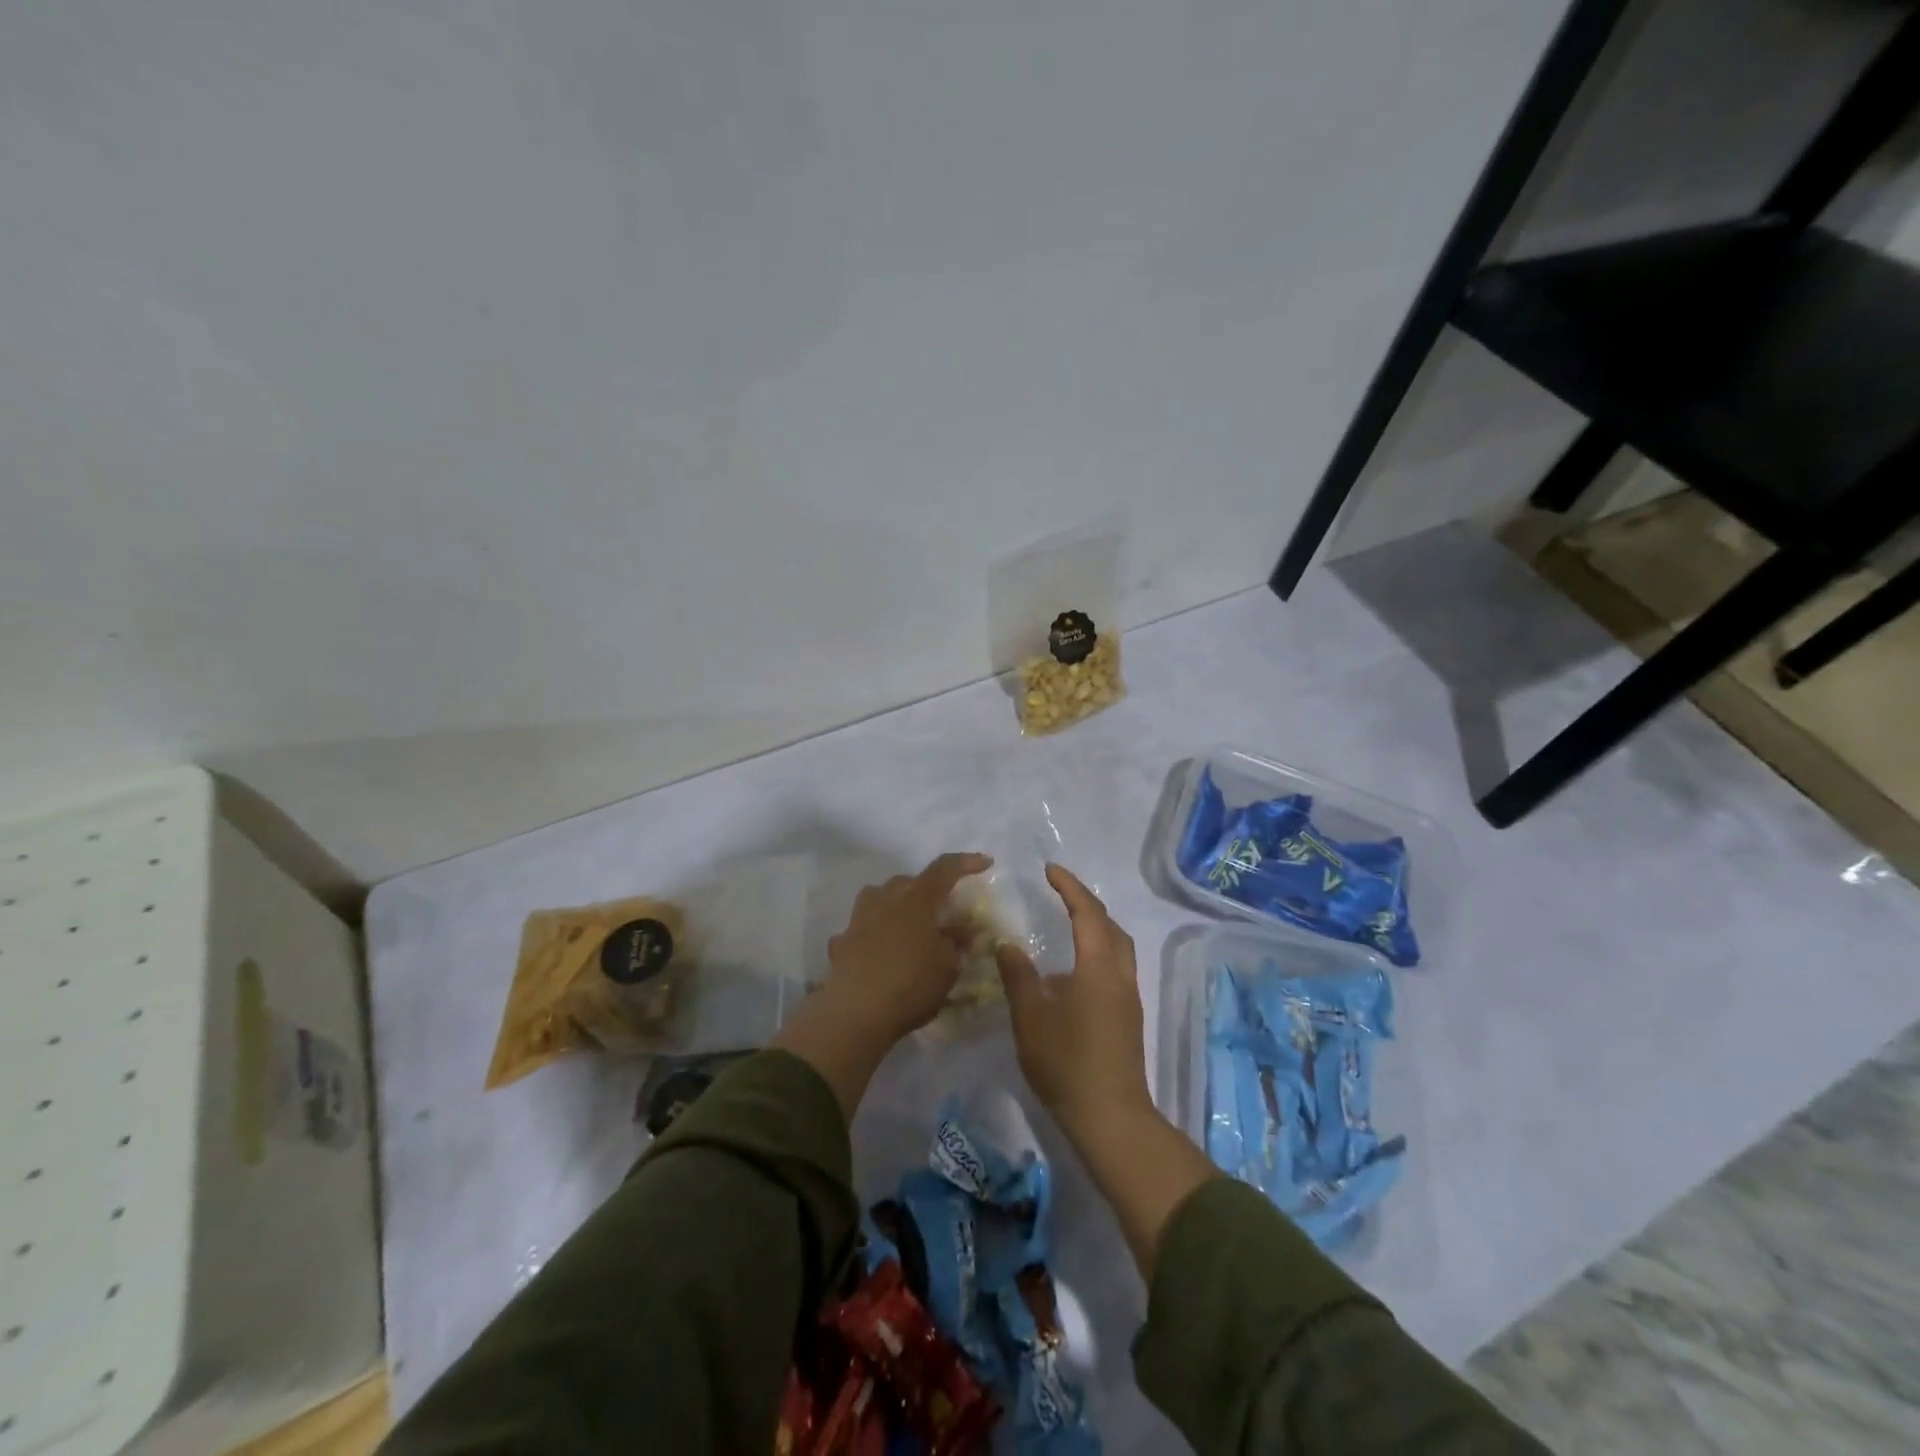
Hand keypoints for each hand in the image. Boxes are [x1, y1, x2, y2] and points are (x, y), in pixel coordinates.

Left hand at [822, 852, 992, 1041]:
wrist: (854, 1013)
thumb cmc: (910, 984)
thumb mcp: (948, 966)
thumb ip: (956, 943)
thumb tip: (961, 931)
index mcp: (916, 899)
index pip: (944, 869)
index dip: (966, 863)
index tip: (985, 863)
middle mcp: (885, 899)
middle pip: (909, 882)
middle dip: (928, 889)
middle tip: (943, 909)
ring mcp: (859, 919)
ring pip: (880, 898)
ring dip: (897, 906)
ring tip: (910, 927)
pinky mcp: (842, 941)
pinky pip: (863, 928)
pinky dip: (875, 934)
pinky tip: (881, 952)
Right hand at [996, 864, 1152, 1140]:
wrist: (1111, 1117)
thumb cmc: (1067, 1063)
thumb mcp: (1031, 1017)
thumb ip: (1018, 976)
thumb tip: (1008, 944)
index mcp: (1099, 966)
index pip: (1087, 912)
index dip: (1069, 887)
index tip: (1050, 870)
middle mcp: (1120, 974)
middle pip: (1110, 925)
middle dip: (1086, 903)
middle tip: (1059, 893)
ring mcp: (1128, 997)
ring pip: (1117, 947)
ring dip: (1096, 927)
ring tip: (1067, 924)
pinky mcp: (1128, 1017)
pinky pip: (1115, 966)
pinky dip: (1098, 951)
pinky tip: (1073, 970)